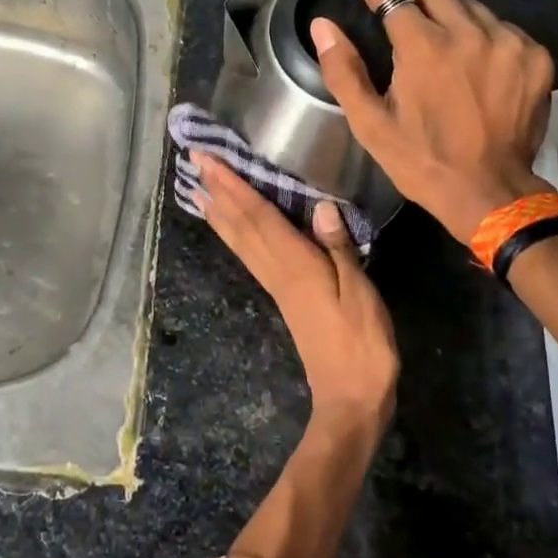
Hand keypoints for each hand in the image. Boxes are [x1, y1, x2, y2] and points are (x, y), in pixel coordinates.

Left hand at [191, 153, 398, 432]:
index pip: (257, 215)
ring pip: (240, 241)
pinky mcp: (282, 297)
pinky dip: (235, 236)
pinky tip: (232, 230)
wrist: (351, 397)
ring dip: (219, 212)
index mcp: (295, 265)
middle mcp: (277, 271)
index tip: (207, 159)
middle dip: (217, 191)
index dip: (232, 185)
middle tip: (194, 162)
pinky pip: (250, 256)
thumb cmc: (363, 344)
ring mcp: (277, 285)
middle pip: (241, 225)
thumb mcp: (360, 293)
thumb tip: (320, 205)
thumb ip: (339, 248)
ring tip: (198, 189)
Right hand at [312, 0, 554, 245]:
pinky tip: (468, 53)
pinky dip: (477, 31)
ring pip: (467, 5)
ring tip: (427, 24)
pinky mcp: (535, 57)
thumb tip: (323, 25)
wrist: (491, 193)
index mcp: (424, 47)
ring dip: (442, 7)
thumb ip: (343, 70)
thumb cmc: (421, 161)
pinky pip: (499, 28)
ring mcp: (508, 41)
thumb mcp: (370, 124)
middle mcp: (469, 32)